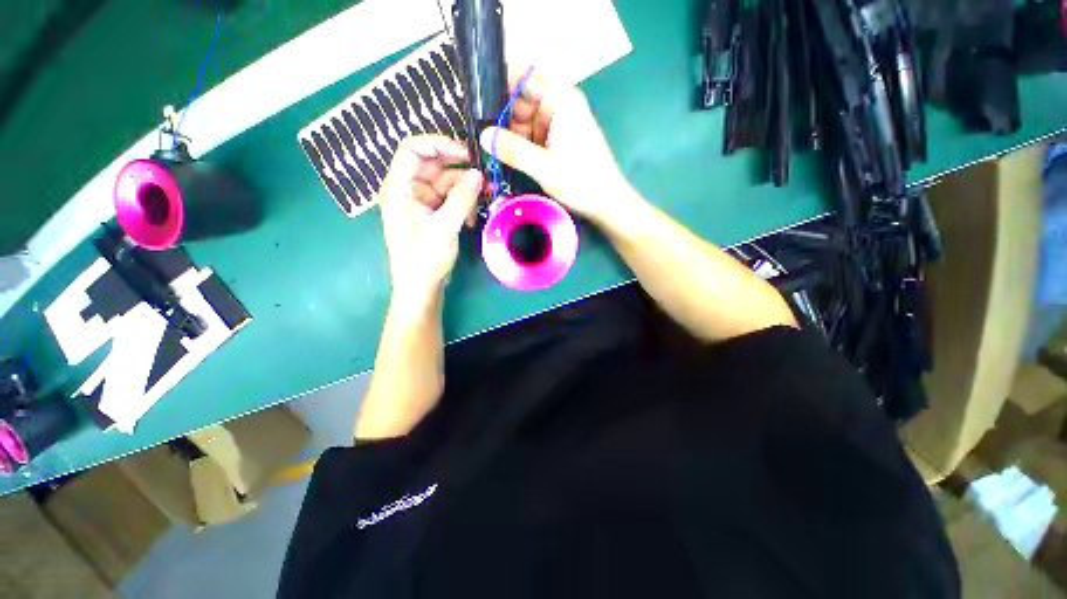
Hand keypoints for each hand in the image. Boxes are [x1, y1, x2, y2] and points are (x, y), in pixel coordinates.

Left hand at [378, 135, 482, 308]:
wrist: (421, 288)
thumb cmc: (424, 260)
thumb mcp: (444, 228)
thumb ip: (461, 199)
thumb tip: (478, 174)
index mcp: (399, 189)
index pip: (413, 149)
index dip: (439, 144)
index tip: (466, 153)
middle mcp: (408, 190)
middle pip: (433, 165)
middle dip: (459, 170)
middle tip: (482, 177)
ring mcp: (421, 202)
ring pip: (446, 183)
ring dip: (465, 191)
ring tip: (481, 202)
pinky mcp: (433, 213)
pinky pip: (450, 199)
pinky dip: (463, 204)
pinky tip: (472, 217)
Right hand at [479, 71, 632, 224]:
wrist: (606, 203)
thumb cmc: (580, 180)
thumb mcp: (543, 166)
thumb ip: (512, 149)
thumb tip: (482, 136)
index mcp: (561, 100)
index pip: (527, 74)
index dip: (503, 79)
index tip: (479, 95)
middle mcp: (559, 107)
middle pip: (522, 98)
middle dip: (501, 112)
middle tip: (477, 129)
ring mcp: (557, 126)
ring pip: (524, 120)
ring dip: (507, 132)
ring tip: (486, 145)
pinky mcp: (555, 143)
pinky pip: (531, 137)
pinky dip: (518, 145)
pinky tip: (502, 155)